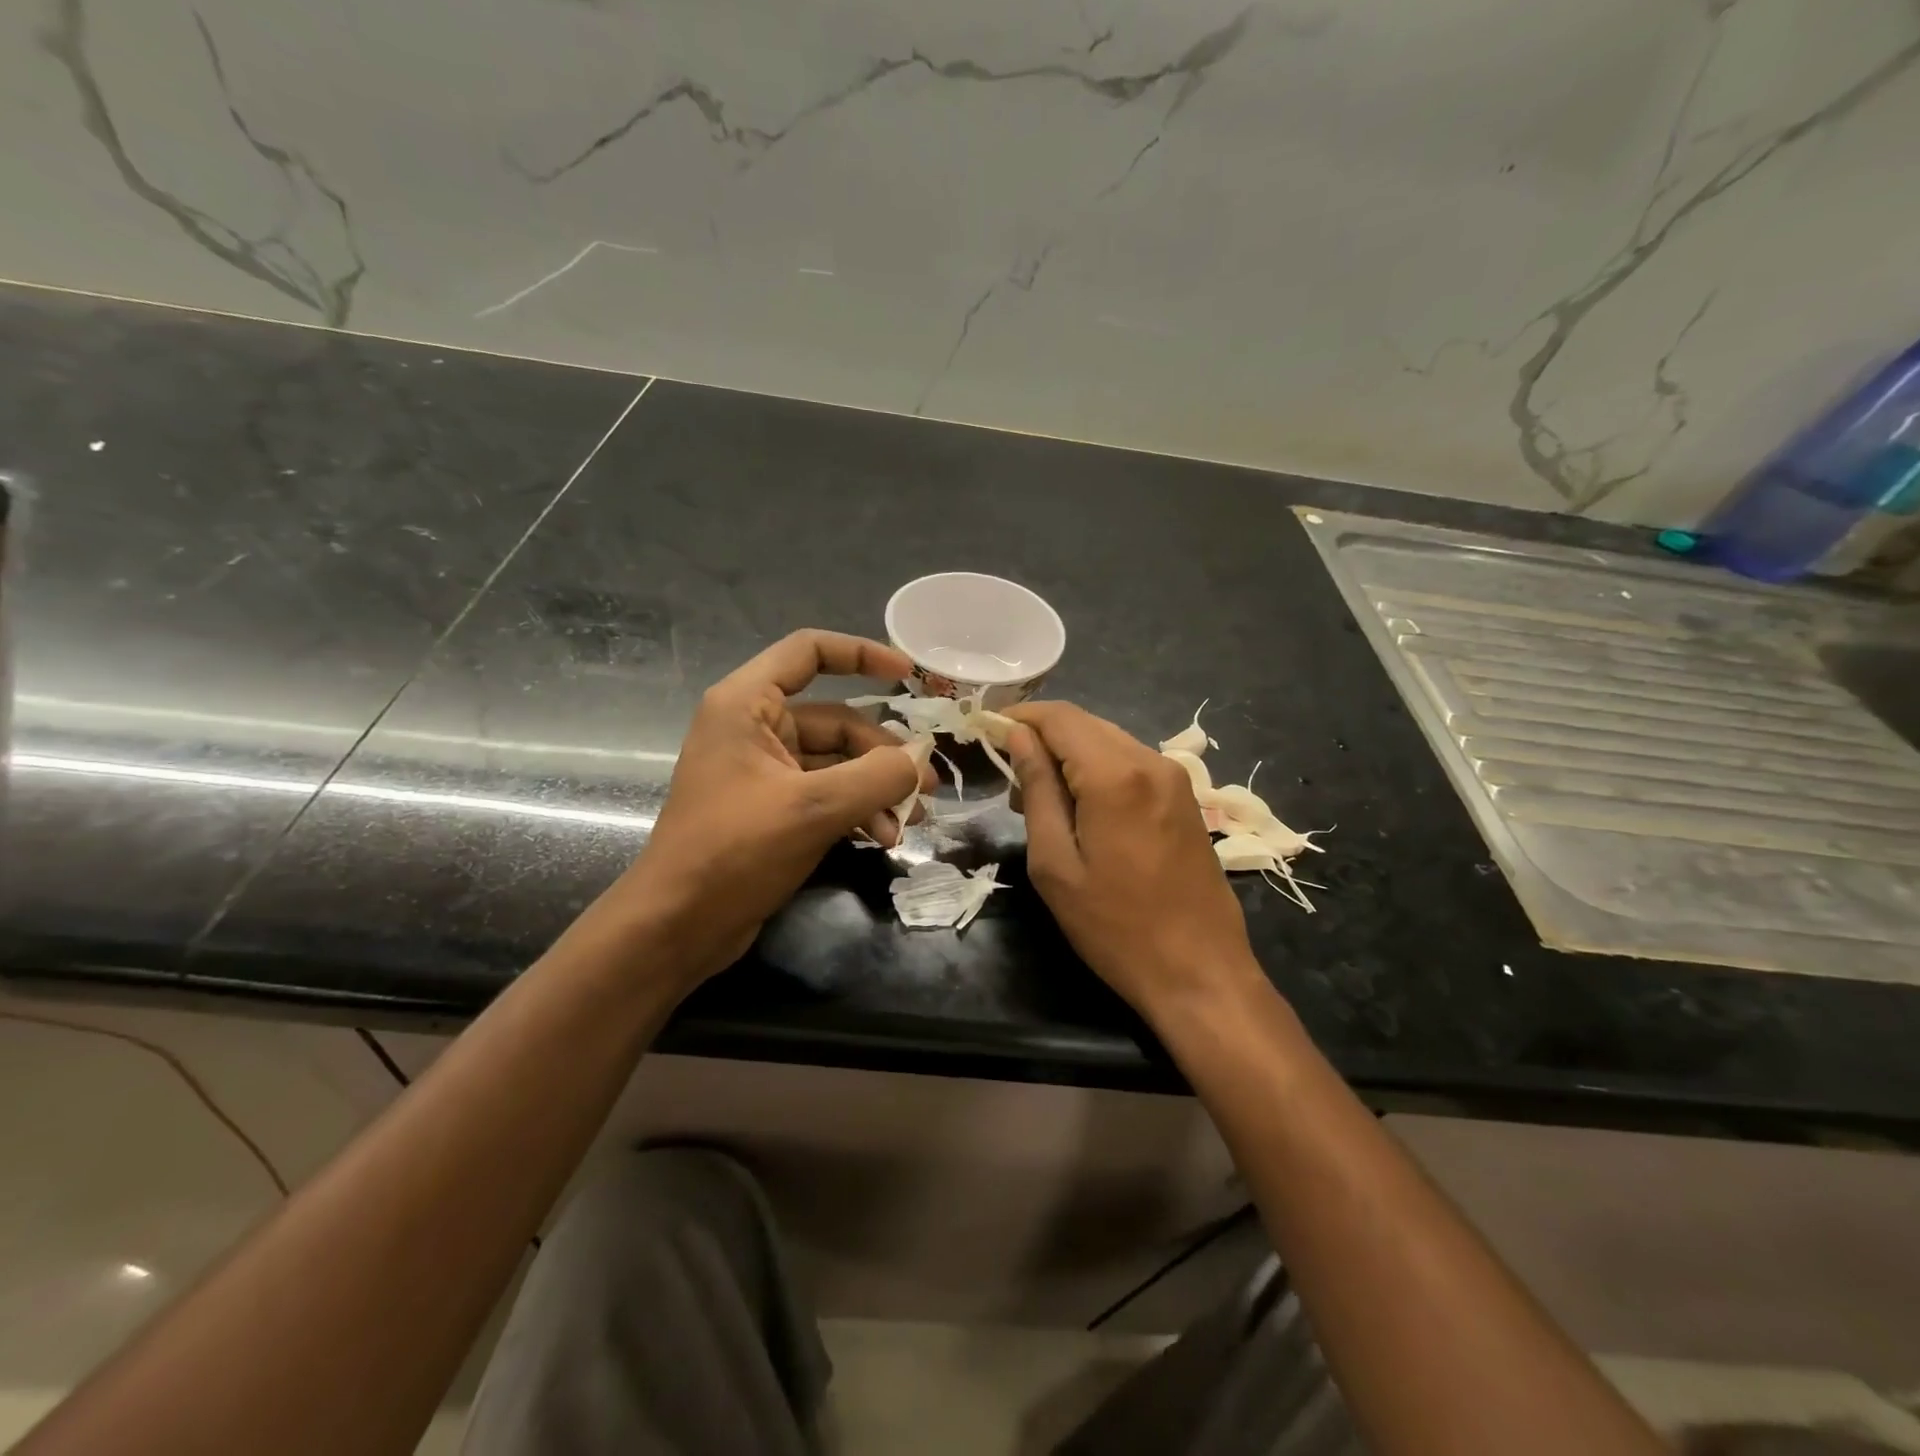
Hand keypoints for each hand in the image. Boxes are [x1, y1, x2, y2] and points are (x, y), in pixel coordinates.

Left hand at [603, 630, 933, 985]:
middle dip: (884, 754)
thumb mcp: (813, 809)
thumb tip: (918, 762)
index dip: (861, 654)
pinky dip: (856, 810)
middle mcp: (754, 728)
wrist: (677, 927)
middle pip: (836, 720)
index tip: (908, 674)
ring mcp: (763, 771)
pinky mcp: (772, 809)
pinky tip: (883, 838)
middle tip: (926, 786)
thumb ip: (876, 777)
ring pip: (837, 763)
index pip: (808, 651)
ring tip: (912, 820)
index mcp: (747, 705)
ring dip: (876, 789)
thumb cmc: (734, 851)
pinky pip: (826, 794)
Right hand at [1004, 702, 1262, 1020]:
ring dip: (1069, 755)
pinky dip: (1097, 770)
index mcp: (1115, 775)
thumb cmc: (1115, 926)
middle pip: (1085, 723)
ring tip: (1040, 799)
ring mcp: (1174, 777)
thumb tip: (1019, 738)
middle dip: (1042, 738)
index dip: (1019, 718)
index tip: (987, 733)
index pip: (1059, 717)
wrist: (1200, 971)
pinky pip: (1130, 762)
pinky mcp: (1184, 797)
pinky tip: (1081, 806)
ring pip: (1108, 740)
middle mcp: (1150, 761)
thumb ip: (1037, 790)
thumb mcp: (1056, 863)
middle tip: (1010, 779)